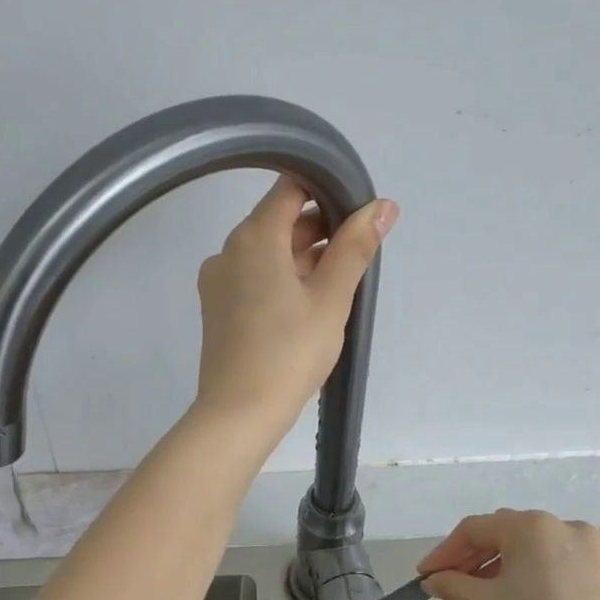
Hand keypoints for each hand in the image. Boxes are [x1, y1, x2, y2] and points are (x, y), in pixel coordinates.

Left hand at [193, 177, 394, 444]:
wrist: (240, 412)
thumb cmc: (290, 352)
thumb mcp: (331, 298)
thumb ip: (355, 247)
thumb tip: (382, 206)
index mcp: (253, 237)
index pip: (289, 188)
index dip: (326, 191)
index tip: (356, 213)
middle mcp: (228, 250)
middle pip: (277, 221)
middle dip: (318, 230)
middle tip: (356, 255)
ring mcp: (217, 280)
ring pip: (266, 252)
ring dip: (302, 257)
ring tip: (337, 285)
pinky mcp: (217, 308)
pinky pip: (253, 277)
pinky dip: (281, 279)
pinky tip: (307, 305)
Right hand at [418, 511, 599, 599]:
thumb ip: (453, 583)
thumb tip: (433, 579)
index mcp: (532, 526)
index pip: (474, 530)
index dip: (444, 553)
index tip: (424, 577)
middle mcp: (561, 525)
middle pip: (501, 534)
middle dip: (469, 561)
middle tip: (446, 590)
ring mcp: (586, 547)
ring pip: (526, 550)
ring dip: (495, 570)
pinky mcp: (599, 571)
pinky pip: (549, 562)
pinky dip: (523, 575)